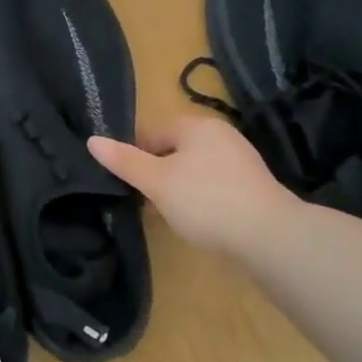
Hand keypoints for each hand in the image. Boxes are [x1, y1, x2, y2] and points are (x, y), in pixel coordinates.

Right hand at [90, 117, 296, 259]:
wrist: (269, 236)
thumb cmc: (205, 201)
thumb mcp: (157, 182)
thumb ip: (124, 161)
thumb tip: (92, 140)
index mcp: (197, 125)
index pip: (152, 133)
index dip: (134, 158)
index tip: (127, 185)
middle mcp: (221, 135)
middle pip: (173, 151)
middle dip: (156, 175)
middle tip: (145, 202)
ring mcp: (240, 161)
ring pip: (193, 170)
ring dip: (177, 189)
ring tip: (168, 215)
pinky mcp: (252, 187)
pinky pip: (213, 186)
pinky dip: (200, 199)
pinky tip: (196, 221)